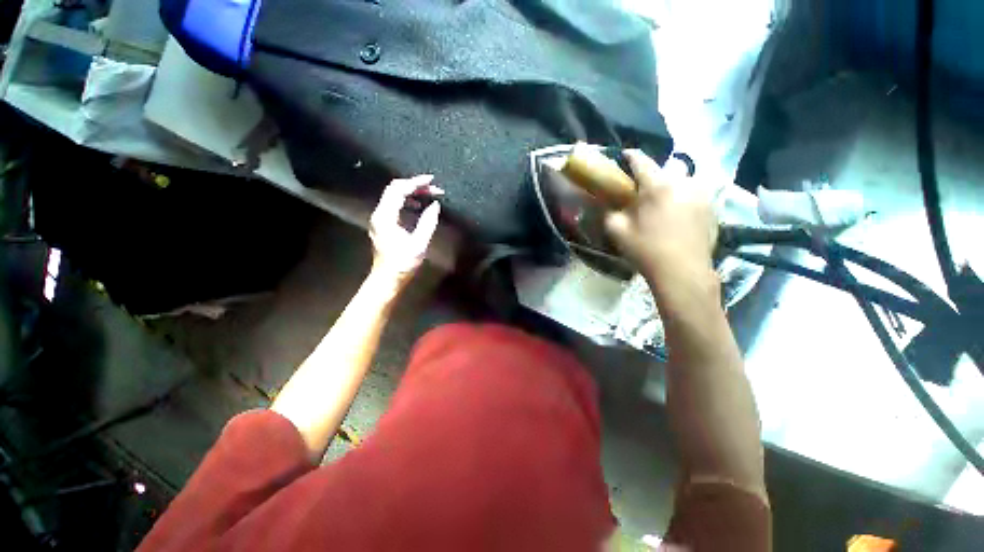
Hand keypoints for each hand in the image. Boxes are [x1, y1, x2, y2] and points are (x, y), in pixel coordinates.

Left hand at [369, 175, 442, 287]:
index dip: (416, 182)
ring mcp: (380, 219)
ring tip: (429, 196)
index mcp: (386, 217)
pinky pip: (394, 206)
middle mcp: (379, 214)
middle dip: (415, 185)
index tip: (432, 181)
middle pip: (395, 189)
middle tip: (434, 188)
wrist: (387, 279)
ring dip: (412, 193)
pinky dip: (407, 202)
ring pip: (394, 197)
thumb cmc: (402, 264)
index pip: (399, 190)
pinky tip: (418, 207)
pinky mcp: (383, 224)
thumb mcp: (419, 244)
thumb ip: (427, 222)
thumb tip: (435, 205)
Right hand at [604, 150, 718, 294]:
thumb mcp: (617, 231)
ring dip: (670, 187)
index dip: (630, 156)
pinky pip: (694, 194)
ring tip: (662, 204)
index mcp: (657, 186)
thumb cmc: (646, 250)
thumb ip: (610, 211)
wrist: (682, 272)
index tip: (624, 155)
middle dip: (651, 177)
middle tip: (642, 192)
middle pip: (664, 171)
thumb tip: (609, 202)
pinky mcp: (712, 207)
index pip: (641, 161)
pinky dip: (683, 198)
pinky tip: (677, 215)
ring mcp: (702, 194)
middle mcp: (683, 182)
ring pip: (682, 181)